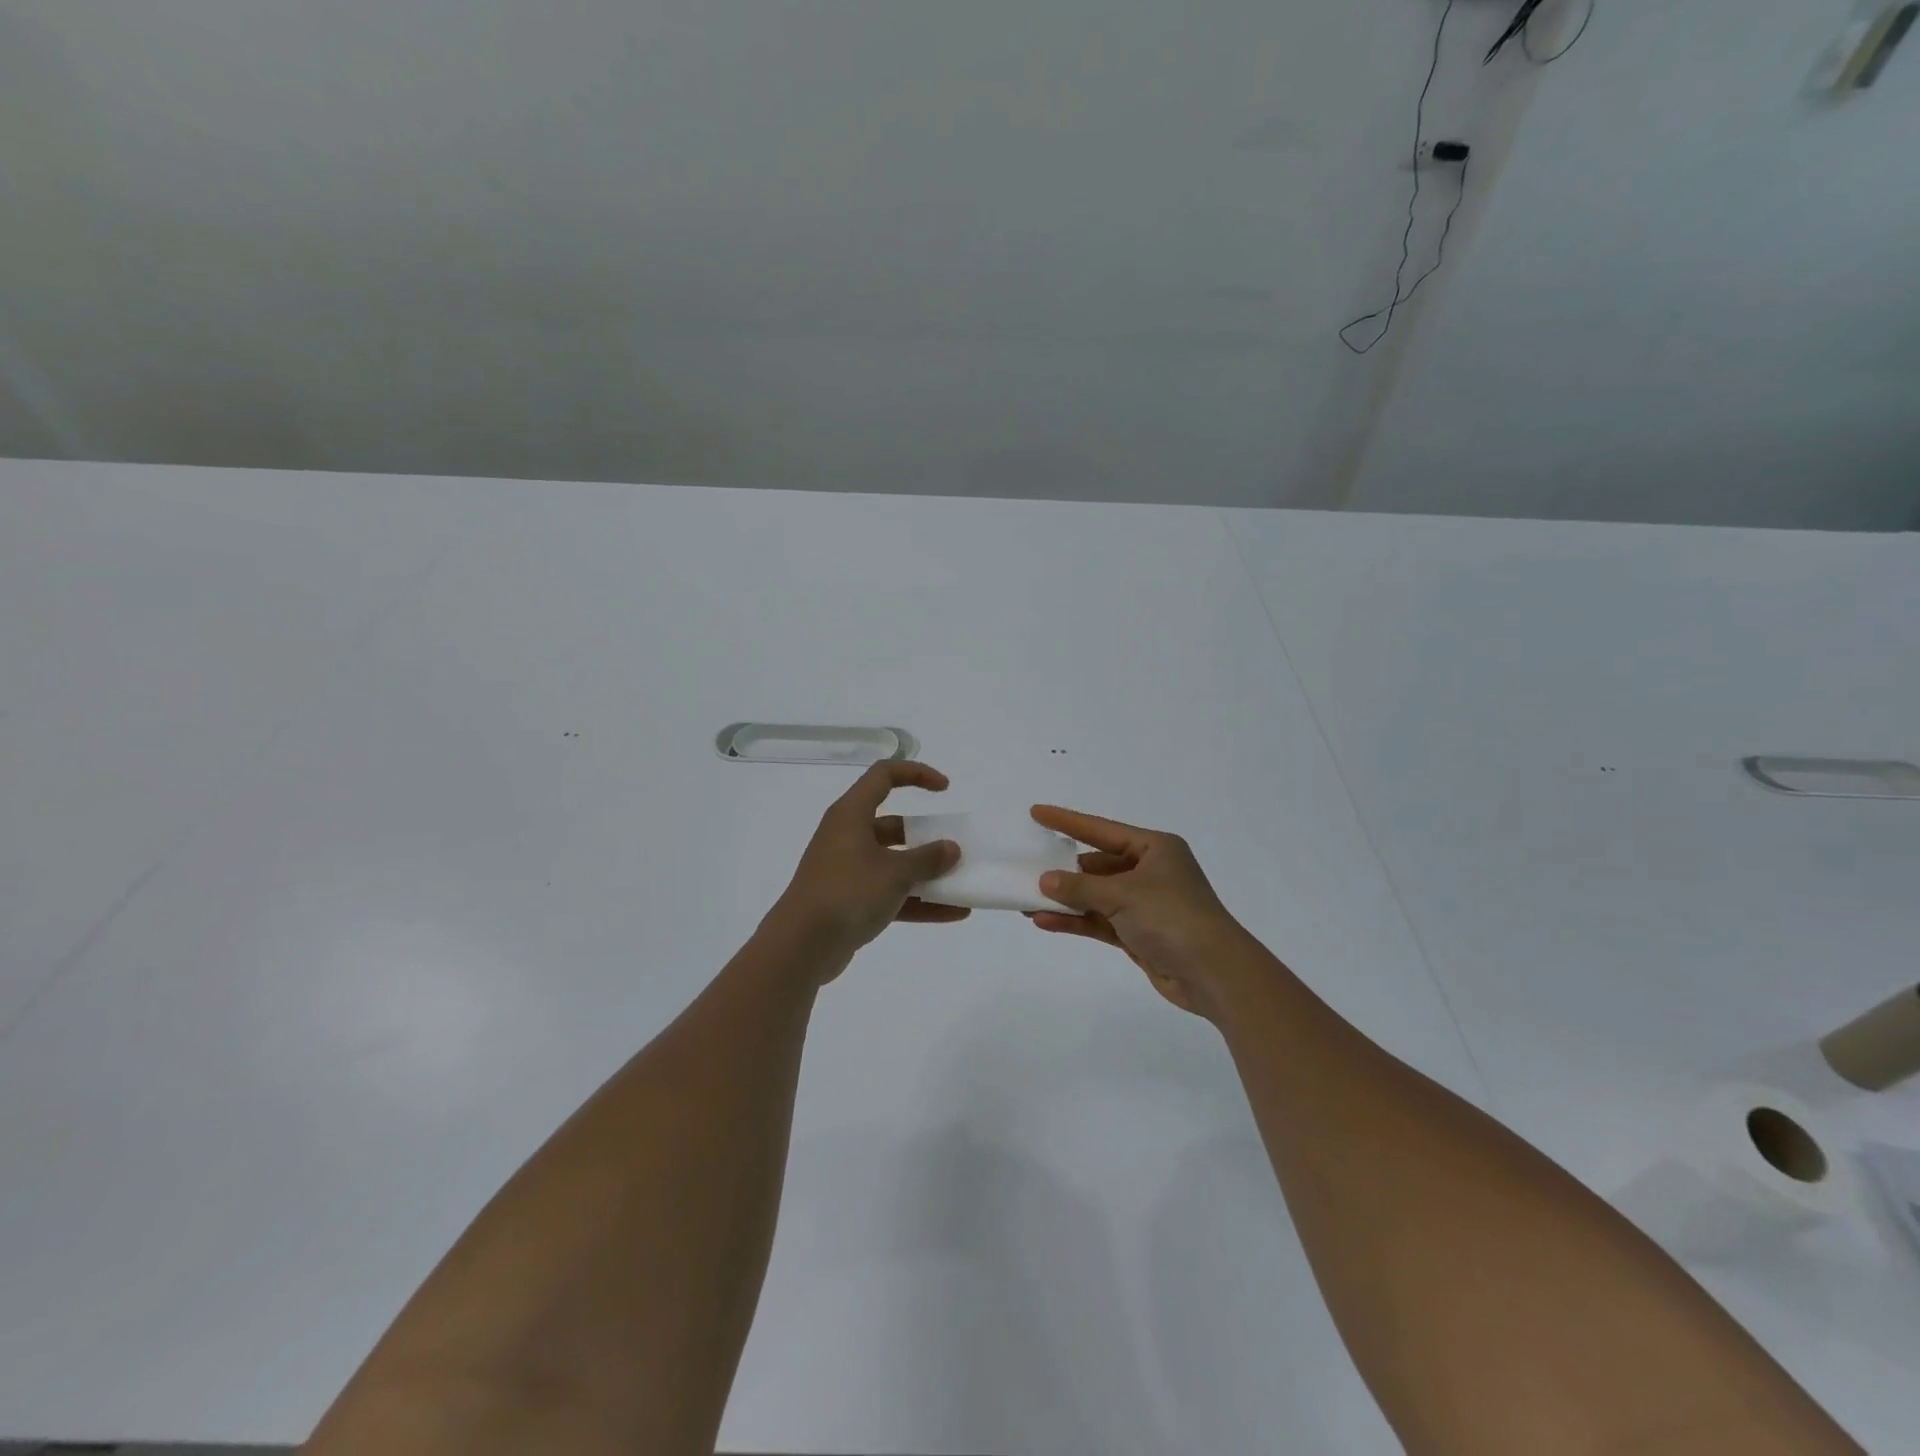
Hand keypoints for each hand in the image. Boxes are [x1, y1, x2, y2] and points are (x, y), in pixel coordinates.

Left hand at [767, 761, 967, 976]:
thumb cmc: (848, 892)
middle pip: (893, 825)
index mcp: (851, 814)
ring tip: (962, 883)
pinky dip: (918, 901)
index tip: (945, 789)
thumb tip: (950, 848)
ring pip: (894, 863)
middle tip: (954, 848)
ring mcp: (848, 871)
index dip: (916, 774)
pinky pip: (890, 894)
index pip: (884, 775)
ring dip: (926, 873)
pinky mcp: (850, 902)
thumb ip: (927, 858)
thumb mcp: (895, 872)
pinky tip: (953, 914)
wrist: (802, 945)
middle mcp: (847, 837)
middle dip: (926, 836)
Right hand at [1026, 805, 1252, 1018]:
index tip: (1037, 813)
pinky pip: (1100, 921)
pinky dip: (1076, 921)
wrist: (1213, 973)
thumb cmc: (1172, 917)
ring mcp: (1144, 904)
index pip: (1101, 830)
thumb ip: (1080, 887)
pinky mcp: (1139, 933)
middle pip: (1098, 864)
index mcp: (1154, 848)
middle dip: (1064, 869)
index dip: (1067, 821)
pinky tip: (1046, 921)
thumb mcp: (1122, 895)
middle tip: (1028, 867)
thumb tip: (1045, 880)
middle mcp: (1150, 871)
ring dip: (1066, 899)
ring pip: (1096, 896)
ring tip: (1027, 900)